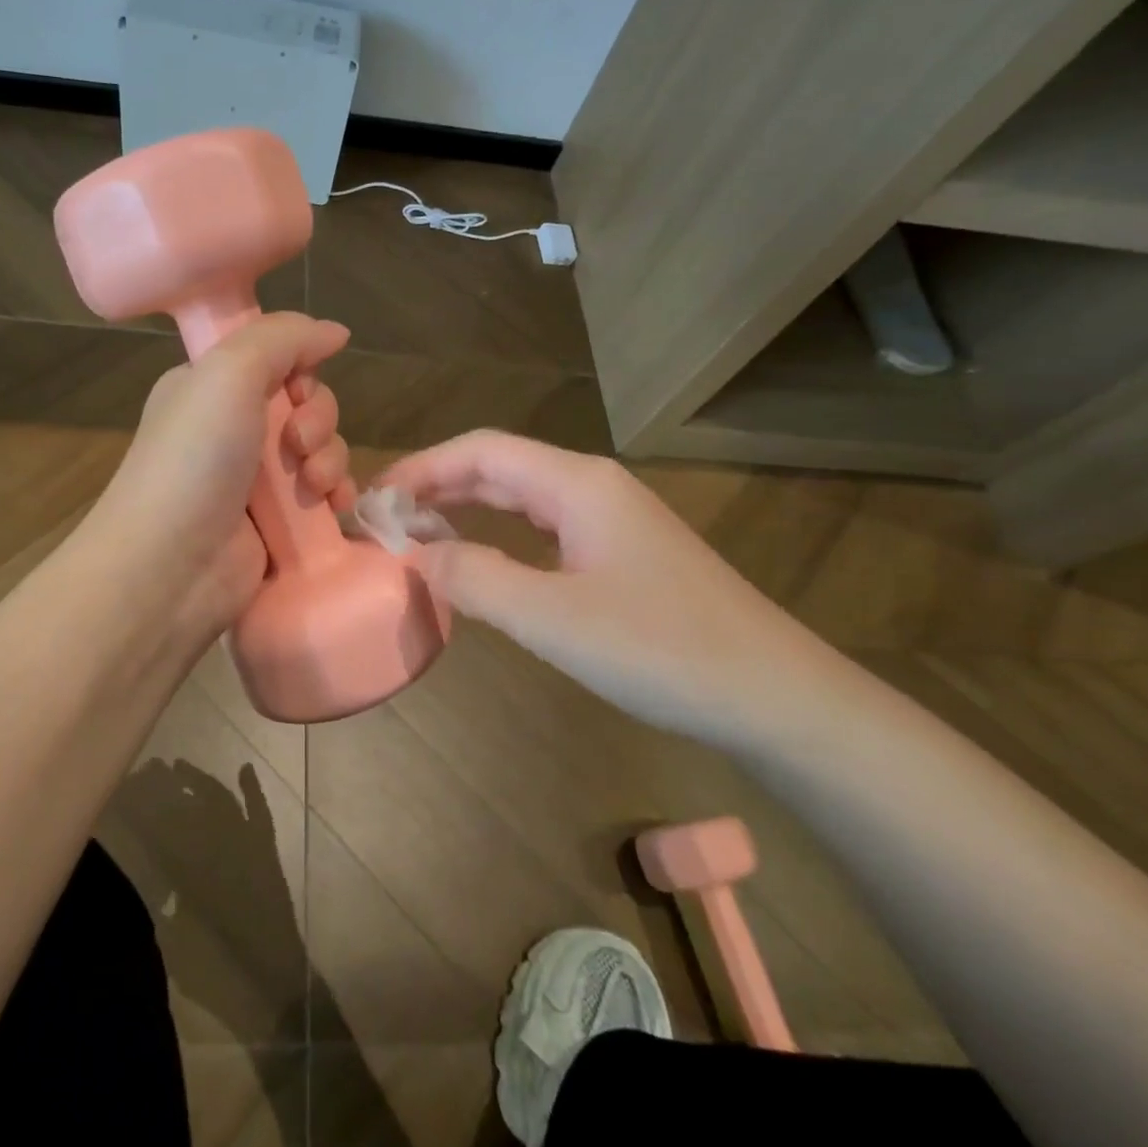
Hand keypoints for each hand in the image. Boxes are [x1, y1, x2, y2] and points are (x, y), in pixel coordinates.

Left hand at [89, 312, 357, 652]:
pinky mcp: (277, 522)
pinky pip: (324, 493)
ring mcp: (254, 479)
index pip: (275, 359)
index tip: (298, 389)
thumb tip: (335, 332)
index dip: (300, 369)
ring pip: (320, 449)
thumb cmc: (194, 458)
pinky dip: (336, 494)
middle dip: (318, 420)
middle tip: (298, 445)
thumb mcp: (228, 371)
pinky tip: (335, 506)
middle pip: (305, 404)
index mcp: (209, 387)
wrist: (172, 565)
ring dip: (330, 459)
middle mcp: (231, 428)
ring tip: (314, 486)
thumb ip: (285, 338)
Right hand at [379, 431, 836, 746]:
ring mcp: (611, 519)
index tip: (372, 499)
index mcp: (576, 483)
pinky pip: (543, 527)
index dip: (420, 468)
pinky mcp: (622, 553)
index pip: (479, 450)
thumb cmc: (661, 650)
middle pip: (498, 466)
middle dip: (436, 485)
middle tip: (383, 519)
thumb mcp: (552, 617)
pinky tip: (482, 560)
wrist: (775, 696)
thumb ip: (474, 578)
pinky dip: (499, 534)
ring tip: (416, 533)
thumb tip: (414, 553)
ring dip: (465, 508)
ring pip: (521, 496)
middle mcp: (592, 486)